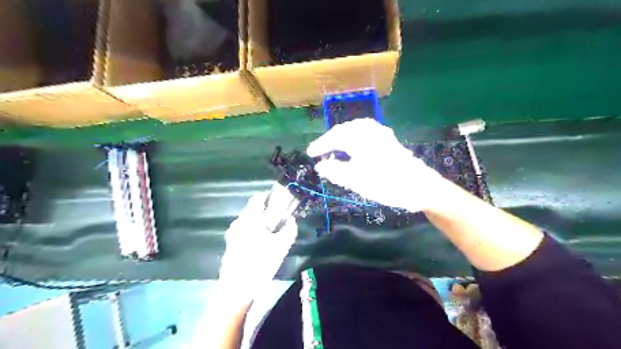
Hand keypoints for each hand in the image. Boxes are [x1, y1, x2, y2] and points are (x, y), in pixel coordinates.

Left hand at [218, 193, 297, 299]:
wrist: (236, 289)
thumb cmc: (260, 264)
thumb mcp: (281, 247)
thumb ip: (289, 230)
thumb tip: (291, 220)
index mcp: (250, 219)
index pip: (257, 198)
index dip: (268, 196)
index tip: (279, 199)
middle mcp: (239, 223)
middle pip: (251, 209)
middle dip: (265, 209)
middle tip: (279, 216)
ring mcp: (232, 234)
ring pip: (247, 220)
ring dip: (259, 220)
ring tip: (272, 230)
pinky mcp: (230, 245)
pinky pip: (243, 230)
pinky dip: (253, 230)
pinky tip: (260, 242)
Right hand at [306, 118, 443, 212]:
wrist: (419, 187)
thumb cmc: (385, 183)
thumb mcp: (355, 179)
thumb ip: (334, 170)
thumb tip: (320, 165)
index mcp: (360, 136)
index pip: (334, 137)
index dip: (321, 145)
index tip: (310, 154)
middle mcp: (370, 130)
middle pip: (345, 131)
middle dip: (331, 141)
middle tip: (321, 151)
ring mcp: (381, 135)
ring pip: (355, 132)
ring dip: (343, 140)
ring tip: (334, 150)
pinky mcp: (389, 142)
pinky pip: (366, 136)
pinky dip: (355, 141)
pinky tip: (354, 150)